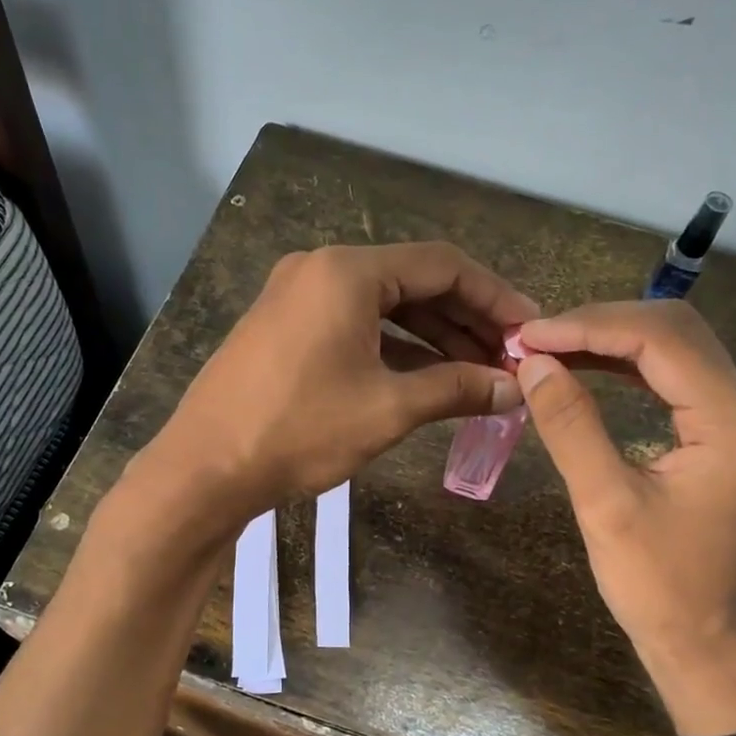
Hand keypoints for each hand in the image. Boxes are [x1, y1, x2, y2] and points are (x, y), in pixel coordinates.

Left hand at [142, 243, 538, 532]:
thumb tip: (512, 389)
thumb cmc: (300, 431)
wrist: (205, 469)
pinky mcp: (285, 328)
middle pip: (414, 283)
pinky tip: (429, 378)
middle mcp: (321, 270)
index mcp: (348, 272)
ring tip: (478, 374)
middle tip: (509, 359)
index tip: (530, 330)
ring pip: (384, 307)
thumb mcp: (388, 409)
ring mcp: (298, 298)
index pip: (443, 265)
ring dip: (433, 337)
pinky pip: (355, 326)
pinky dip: (394, 348)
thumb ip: (456, 389)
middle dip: (466, 321)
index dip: (495, 296)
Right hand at [514, 301, 735, 735]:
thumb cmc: (659, 588)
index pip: (661, 341)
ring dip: (613, 341)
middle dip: (602, 324)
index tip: (529, 336)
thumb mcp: (606, 506)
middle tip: (538, 339)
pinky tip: (587, 372)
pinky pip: (674, 382)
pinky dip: (627, 368)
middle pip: (677, 332)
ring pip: (676, 351)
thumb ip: (571, 427)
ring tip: (552, 349)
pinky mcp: (720, 442)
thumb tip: (533, 365)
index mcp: (731, 425)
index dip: (590, 327)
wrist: (707, 648)